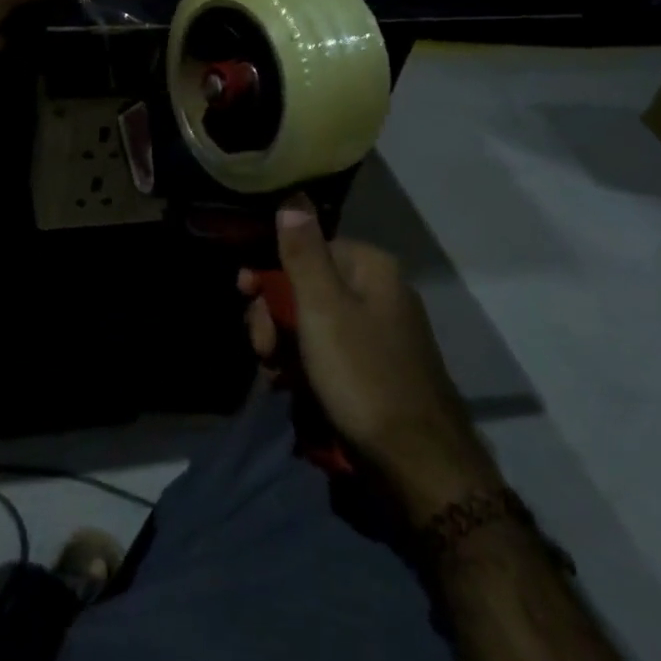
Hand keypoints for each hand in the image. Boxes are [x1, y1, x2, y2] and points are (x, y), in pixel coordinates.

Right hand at [241, 198, 501, 521]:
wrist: (417, 464)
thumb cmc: (363, 375)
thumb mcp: (322, 309)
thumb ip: (303, 253)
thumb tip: (292, 196)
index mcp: (371, 268)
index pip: (306, 248)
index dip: (269, 271)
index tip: (244, 295)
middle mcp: (378, 292)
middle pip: (306, 286)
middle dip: (273, 314)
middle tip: (261, 347)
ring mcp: (379, 333)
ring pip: (312, 322)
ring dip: (283, 343)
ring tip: (274, 373)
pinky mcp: (375, 368)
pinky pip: (327, 352)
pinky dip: (304, 365)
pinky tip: (290, 386)